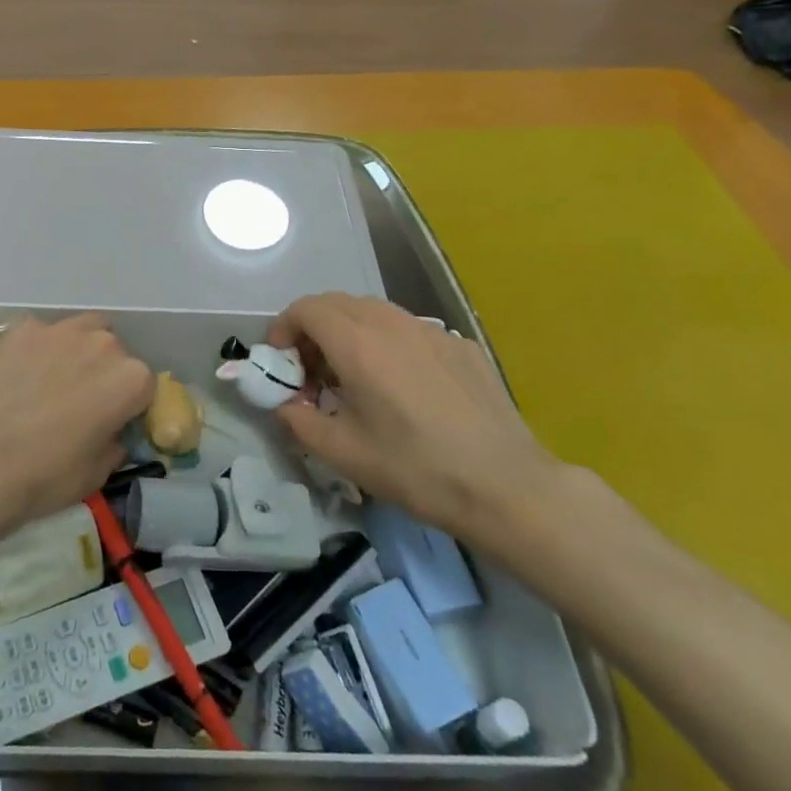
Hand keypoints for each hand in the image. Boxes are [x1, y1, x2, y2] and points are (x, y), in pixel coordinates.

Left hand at [0, 314, 153, 524]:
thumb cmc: (47, 474)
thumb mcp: (98, 473)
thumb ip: (114, 443)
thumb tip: (111, 433)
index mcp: (131, 379)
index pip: (145, 386)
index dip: (130, 405)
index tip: (113, 422)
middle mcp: (104, 344)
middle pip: (115, 353)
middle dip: (104, 373)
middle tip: (81, 401)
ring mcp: (61, 330)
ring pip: (83, 331)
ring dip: (78, 351)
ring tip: (55, 379)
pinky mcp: (24, 328)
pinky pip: (43, 334)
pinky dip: (40, 349)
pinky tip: (21, 374)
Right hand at [268, 294, 560, 540]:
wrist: (506, 486)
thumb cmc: (416, 469)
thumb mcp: (344, 454)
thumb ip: (300, 422)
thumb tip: (286, 406)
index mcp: (358, 344)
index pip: (306, 308)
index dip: (284, 328)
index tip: (283, 362)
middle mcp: (392, 324)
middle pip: (338, 303)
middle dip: (314, 329)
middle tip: (313, 372)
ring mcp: (432, 331)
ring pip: (376, 313)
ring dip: (351, 333)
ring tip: (355, 378)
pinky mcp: (462, 346)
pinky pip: (411, 331)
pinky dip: (389, 345)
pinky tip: (405, 388)